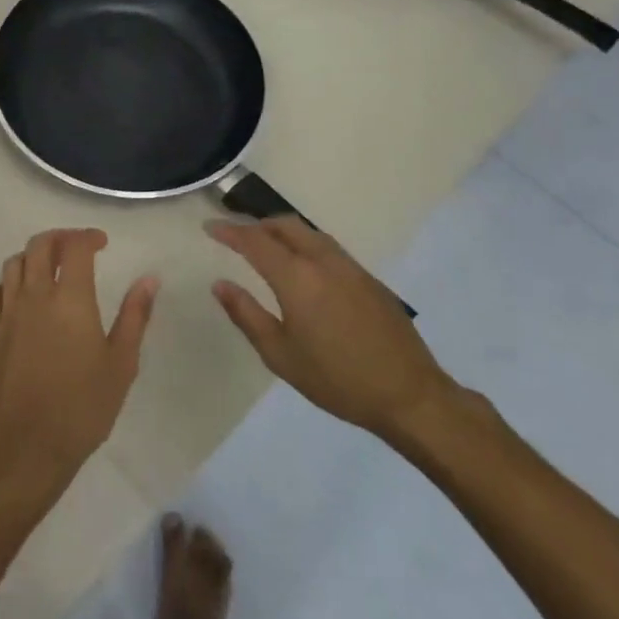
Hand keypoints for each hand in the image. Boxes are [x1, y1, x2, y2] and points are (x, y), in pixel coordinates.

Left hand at [0, 229, 158, 501]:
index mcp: (71, 299)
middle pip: (40, 244)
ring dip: (33, 257)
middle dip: (60, 238)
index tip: (102, 244)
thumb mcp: (122, 364)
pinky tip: (19, 296)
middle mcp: (36, 295)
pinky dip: (7, 283)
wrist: (29, 446)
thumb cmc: (83, 407)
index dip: (88, 236)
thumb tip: (149, 279)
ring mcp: (8, 312)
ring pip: (14, 263)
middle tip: (76, 248)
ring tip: (50, 269)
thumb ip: (135, 316)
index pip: (75, 247)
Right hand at [207, 217, 456, 448]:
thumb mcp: (281, 355)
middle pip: (284, 225)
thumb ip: (247, 315)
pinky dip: (305, 244)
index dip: (229, 231)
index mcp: (297, 278)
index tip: (209, 227)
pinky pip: (327, 246)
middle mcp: (323, 261)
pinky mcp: (368, 278)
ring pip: (309, 232)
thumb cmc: (337, 379)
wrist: (409, 394)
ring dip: (282, 231)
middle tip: (236, 236)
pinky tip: (302, 267)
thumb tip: (220, 284)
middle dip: (256, 225)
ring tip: (265, 247)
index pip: (255, 241)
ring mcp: (350, 267)